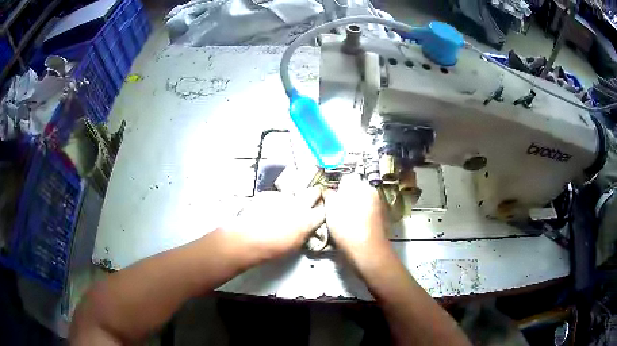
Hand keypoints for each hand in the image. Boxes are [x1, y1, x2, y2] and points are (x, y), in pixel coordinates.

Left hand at [222, 187, 324, 264]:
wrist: (248, 239)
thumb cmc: (273, 249)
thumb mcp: (295, 245)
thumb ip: (304, 232)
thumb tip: (305, 228)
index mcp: (308, 220)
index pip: (324, 210)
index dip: (323, 210)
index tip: (321, 211)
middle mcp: (299, 204)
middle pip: (314, 191)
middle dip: (314, 194)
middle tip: (310, 200)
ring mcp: (283, 196)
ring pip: (292, 194)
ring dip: (290, 200)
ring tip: (280, 209)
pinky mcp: (268, 194)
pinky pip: (275, 196)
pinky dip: (273, 201)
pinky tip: (265, 210)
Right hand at [323, 174, 389, 259]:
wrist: (367, 250)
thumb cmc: (347, 226)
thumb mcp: (331, 207)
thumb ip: (329, 195)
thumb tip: (330, 192)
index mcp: (361, 185)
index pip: (345, 179)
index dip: (335, 188)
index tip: (328, 199)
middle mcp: (372, 192)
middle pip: (354, 191)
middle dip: (344, 198)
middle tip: (333, 211)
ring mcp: (378, 206)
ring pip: (360, 203)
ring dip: (352, 209)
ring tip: (341, 222)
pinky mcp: (380, 220)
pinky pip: (365, 214)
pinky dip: (359, 218)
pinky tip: (351, 228)